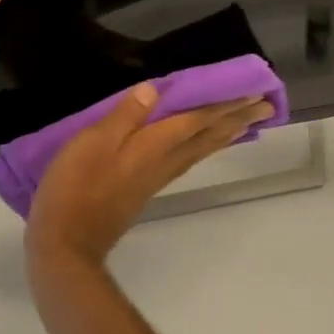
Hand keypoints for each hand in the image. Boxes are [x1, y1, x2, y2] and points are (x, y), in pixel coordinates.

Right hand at [26, 85, 275, 268]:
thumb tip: (153, 91)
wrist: (66, 243)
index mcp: (152, 147)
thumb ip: (124, 117)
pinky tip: (200, 147)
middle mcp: (162, 163)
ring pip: (199, 152)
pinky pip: (185, 162)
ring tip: (245, 124)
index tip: (254, 93)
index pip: (196, 120)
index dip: (224, 105)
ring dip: (224, 135)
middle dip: (236, 119)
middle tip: (267, 106)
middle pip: (206, 137)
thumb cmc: (74, 189)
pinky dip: (201, 149)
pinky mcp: (144, 191)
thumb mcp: (92, 143)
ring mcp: (154, 179)